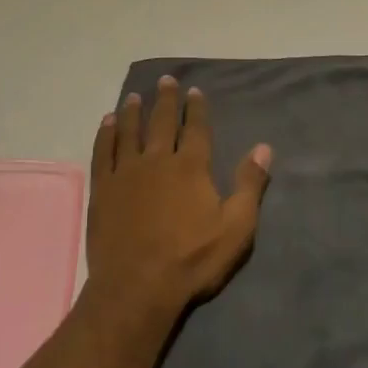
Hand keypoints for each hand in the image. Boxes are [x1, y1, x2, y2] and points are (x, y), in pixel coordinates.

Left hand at [86, 77, 271, 321]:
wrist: (137, 287)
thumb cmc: (192, 260)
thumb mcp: (235, 228)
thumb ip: (249, 185)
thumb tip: (264, 147)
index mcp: (191, 167)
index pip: (195, 128)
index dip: (196, 108)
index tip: (194, 91)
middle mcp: (157, 160)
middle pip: (161, 121)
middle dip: (165, 99)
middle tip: (165, 80)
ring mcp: (126, 172)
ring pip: (129, 131)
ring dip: (133, 111)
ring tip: (135, 96)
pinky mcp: (103, 188)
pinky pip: (103, 151)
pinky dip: (106, 134)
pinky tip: (107, 123)